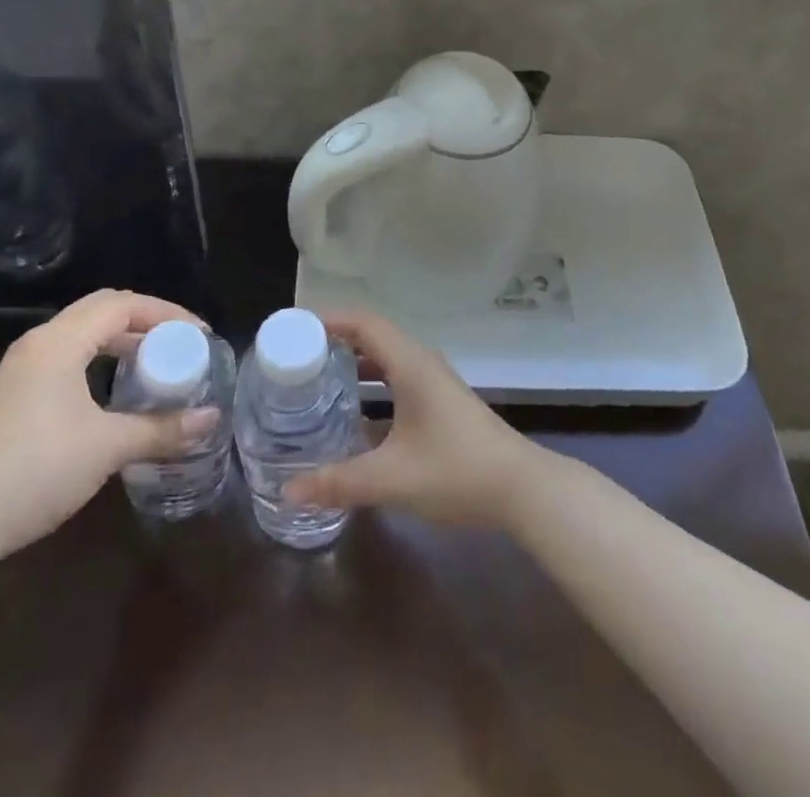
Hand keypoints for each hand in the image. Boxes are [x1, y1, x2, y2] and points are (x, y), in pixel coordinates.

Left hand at [0, 291, 218, 573]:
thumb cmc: (35, 472)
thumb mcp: (107, 448)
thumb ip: (162, 429)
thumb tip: (212, 419)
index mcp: (60, 342)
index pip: (123, 305)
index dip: (166, 314)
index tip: (199, 335)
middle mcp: (40, 343)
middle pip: (103, 310)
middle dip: (146, 320)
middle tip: (179, 343)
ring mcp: (23, 368)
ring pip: (83, 332)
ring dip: (122, 339)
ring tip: (154, 361)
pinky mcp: (14, 393)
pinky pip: (68, 354)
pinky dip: (100, 357)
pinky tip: (114, 388)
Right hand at [284, 310, 539, 527]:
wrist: (521, 488)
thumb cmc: (456, 470)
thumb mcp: (392, 478)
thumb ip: (339, 483)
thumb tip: (287, 490)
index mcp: (410, 364)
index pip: (363, 322)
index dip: (328, 319)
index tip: (293, 329)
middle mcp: (421, 363)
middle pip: (372, 335)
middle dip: (334, 340)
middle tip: (295, 356)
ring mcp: (434, 382)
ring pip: (386, 358)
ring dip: (354, 363)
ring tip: (316, 379)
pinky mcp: (440, 402)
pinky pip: (397, 378)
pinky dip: (371, 384)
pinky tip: (353, 414)